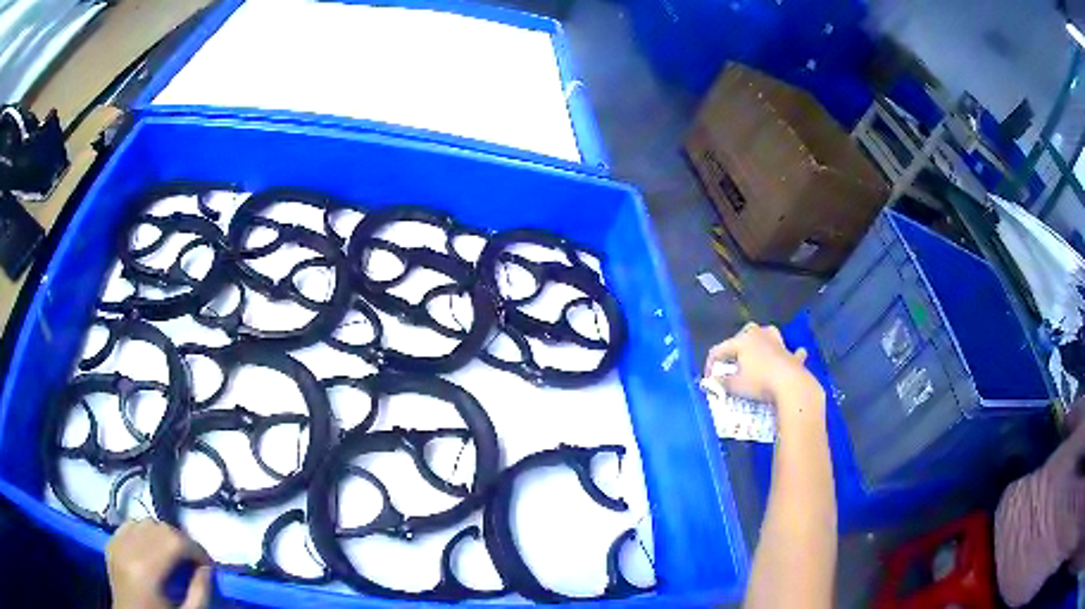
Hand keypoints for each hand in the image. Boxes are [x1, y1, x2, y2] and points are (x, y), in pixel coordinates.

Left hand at [107, 520, 212, 608]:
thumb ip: (200, 592)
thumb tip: (207, 568)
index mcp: (145, 569)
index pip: (174, 540)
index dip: (196, 549)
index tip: (208, 565)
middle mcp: (127, 548)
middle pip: (159, 527)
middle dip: (181, 541)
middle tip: (193, 561)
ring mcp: (115, 543)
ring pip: (144, 522)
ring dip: (162, 536)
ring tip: (173, 557)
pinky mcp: (110, 544)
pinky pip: (129, 527)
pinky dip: (144, 534)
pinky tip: (151, 553)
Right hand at [704, 323, 823, 410]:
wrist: (790, 384)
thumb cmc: (759, 382)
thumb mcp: (735, 386)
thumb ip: (721, 383)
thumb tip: (712, 382)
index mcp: (743, 340)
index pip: (720, 349)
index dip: (711, 363)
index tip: (709, 379)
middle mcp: (760, 336)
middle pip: (745, 333)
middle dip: (737, 346)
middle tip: (731, 362)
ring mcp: (779, 343)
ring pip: (768, 335)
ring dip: (763, 342)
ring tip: (759, 352)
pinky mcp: (792, 355)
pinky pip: (791, 352)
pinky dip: (791, 354)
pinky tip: (792, 357)